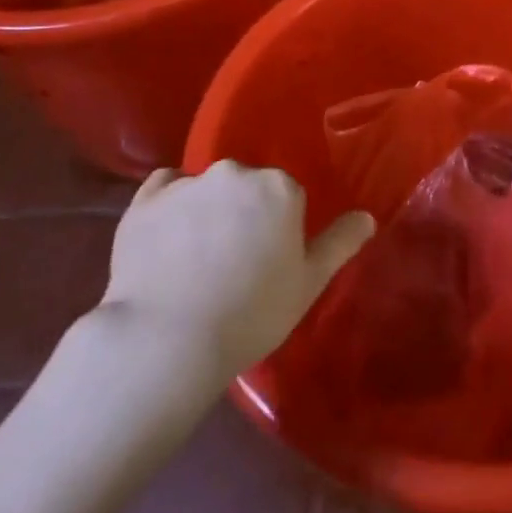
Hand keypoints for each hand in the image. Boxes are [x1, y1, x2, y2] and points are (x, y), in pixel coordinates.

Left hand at [99, 160, 375, 383]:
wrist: (167, 340)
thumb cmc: (251, 313)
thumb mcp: (309, 284)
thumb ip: (341, 243)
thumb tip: (367, 216)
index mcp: (279, 187)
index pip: (287, 198)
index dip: (280, 230)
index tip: (268, 264)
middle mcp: (235, 172)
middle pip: (247, 188)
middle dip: (244, 214)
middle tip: (234, 264)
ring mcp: (186, 184)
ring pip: (207, 189)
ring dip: (207, 211)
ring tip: (195, 261)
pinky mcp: (144, 201)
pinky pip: (164, 189)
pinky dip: (169, 205)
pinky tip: (167, 238)